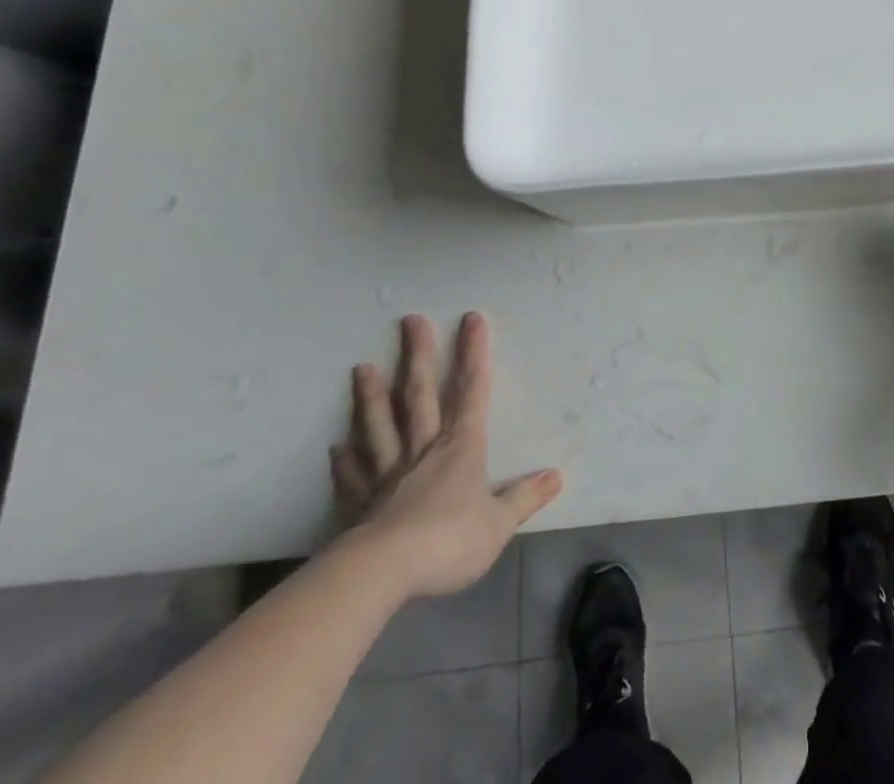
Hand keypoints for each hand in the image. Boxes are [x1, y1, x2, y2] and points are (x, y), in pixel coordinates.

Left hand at [330, 312, 562, 600]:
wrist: (383, 573)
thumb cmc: (449, 540)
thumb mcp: (499, 523)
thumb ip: (525, 497)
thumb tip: (556, 476)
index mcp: (461, 447)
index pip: (472, 390)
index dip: (474, 354)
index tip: (471, 319)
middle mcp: (424, 449)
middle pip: (419, 395)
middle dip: (418, 356)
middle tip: (410, 320)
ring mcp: (388, 474)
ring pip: (380, 425)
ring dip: (372, 396)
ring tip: (362, 368)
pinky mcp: (361, 503)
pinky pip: (353, 475)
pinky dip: (345, 461)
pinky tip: (337, 448)